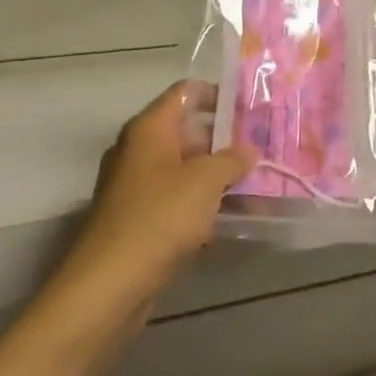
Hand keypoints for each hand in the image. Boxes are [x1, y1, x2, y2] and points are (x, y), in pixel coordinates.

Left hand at [55, 81, 255, 311]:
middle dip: (226, 140)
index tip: (252, 107)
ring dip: (219, 175)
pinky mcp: (141, 219)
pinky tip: (235, 215)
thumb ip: (231, 159)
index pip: (185, 92)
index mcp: (149, 130)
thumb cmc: (159, 217)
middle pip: (188, 132)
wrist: (110, 282)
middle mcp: (139, 151)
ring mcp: (138, 187)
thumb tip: (247, 150)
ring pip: (186, 170)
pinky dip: (205, 204)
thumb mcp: (205, 181)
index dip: (218, 94)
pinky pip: (179, 200)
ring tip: (260, 181)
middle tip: (265, 147)